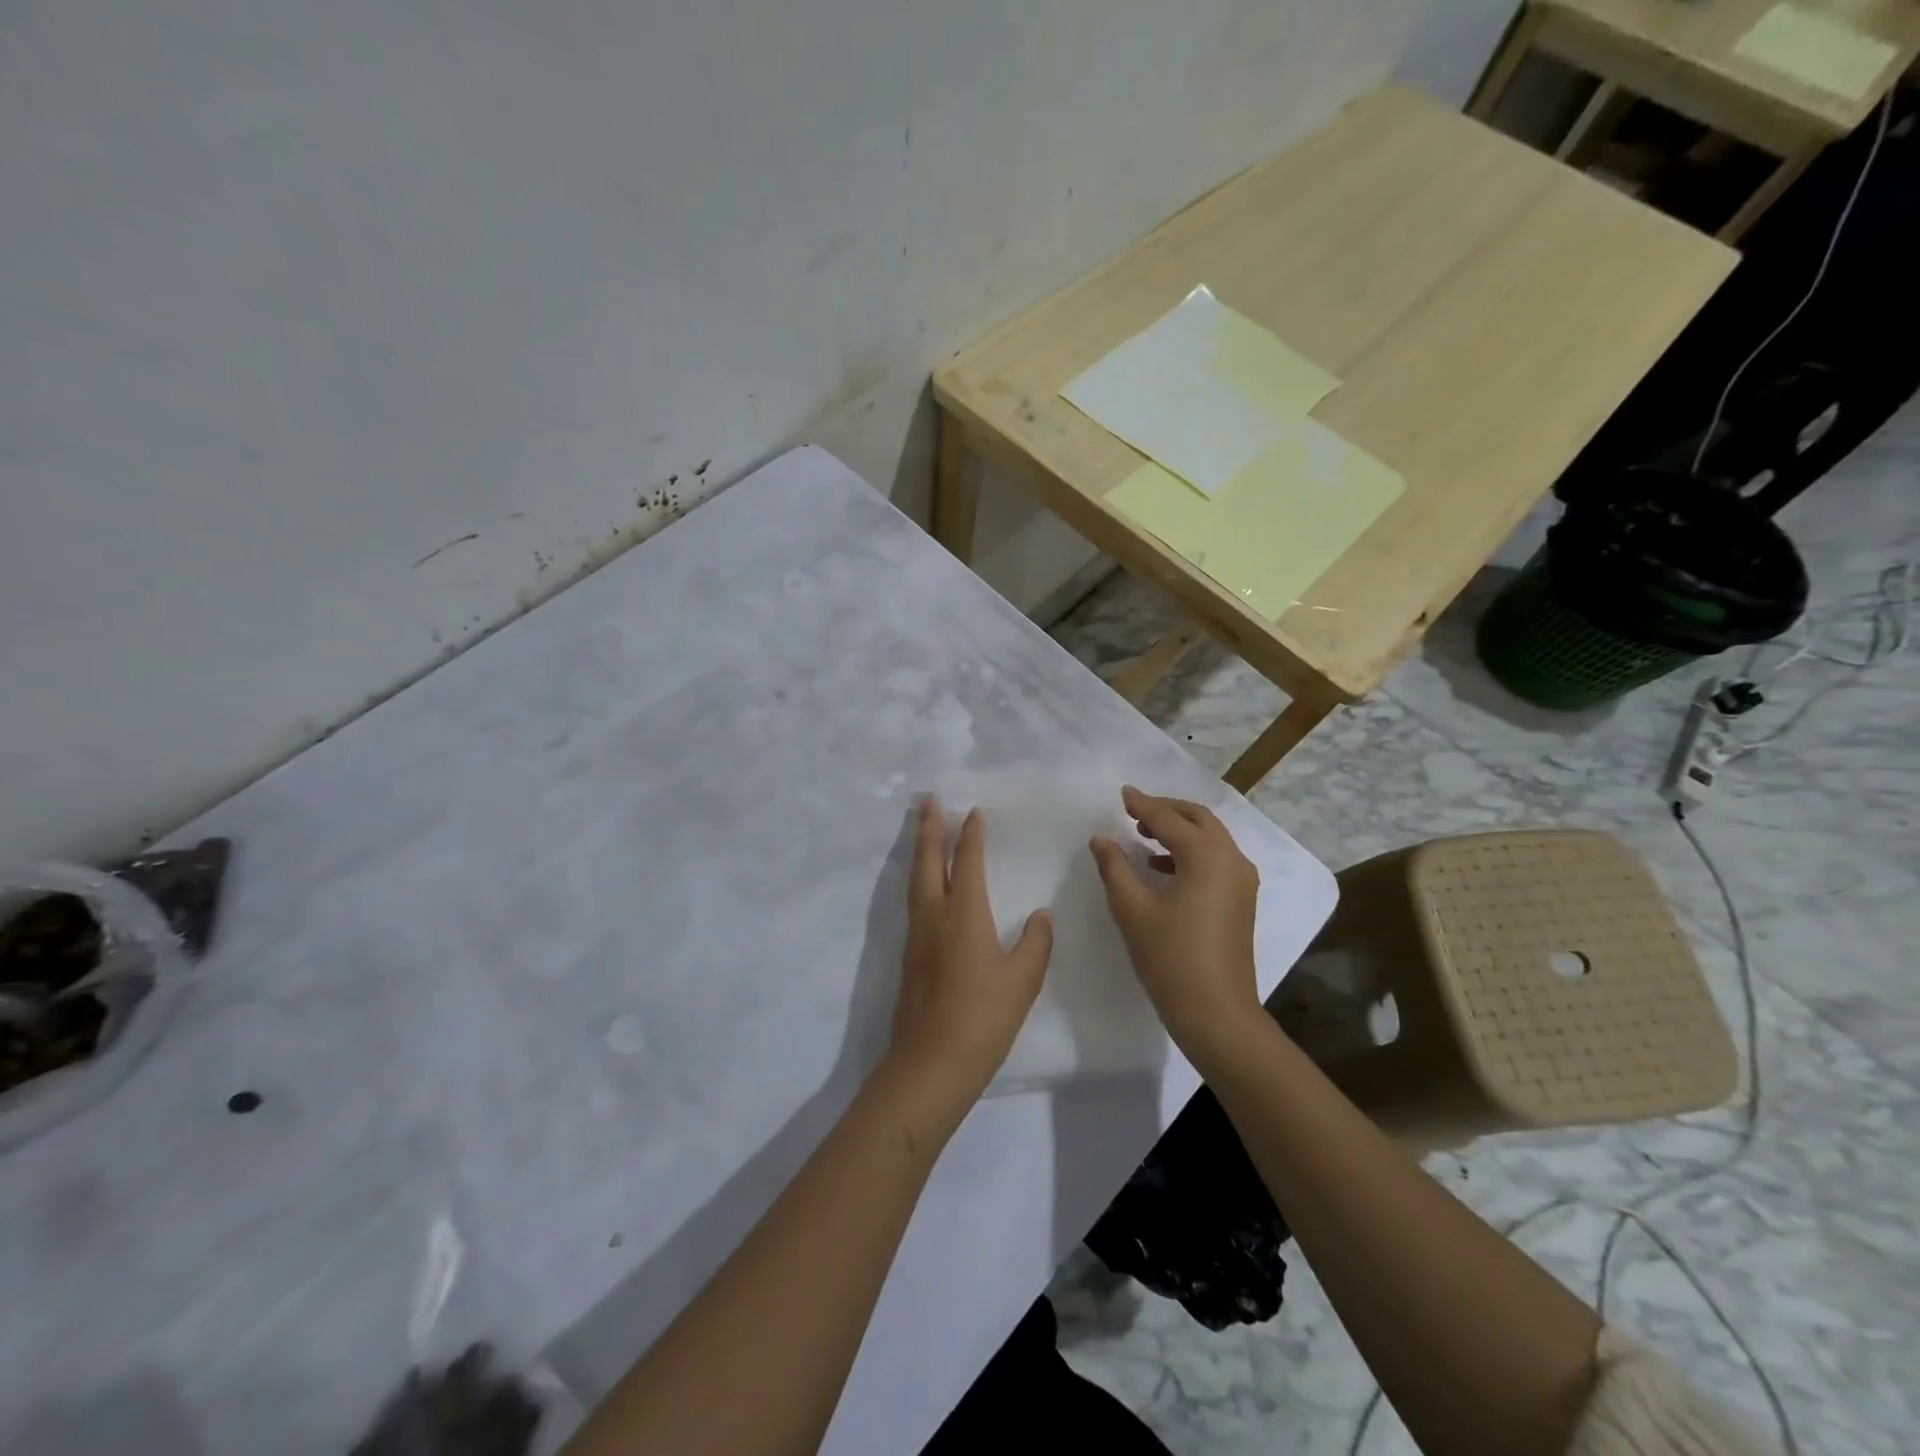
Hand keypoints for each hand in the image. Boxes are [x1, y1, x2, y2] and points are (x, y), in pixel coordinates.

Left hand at [884, 797, 1052, 1112]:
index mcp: (964, 915)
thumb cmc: (982, 1020)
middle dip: (928, 827)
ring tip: (922, 829)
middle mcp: (934, 915)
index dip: (970, 835)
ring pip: (914, 879)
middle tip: (927, 799)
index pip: (966, 862)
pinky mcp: (908, 955)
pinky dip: (918, 878)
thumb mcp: (1022, 982)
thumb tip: (1041, 914)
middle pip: (927, 860)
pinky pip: (912, 901)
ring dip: (918, 849)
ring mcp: (916, 935)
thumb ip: (1034, 942)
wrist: (929, 1064)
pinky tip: (925, 885)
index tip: (973, 811)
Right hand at [1089, 786, 1263, 1064]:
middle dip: (1167, 810)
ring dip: (1179, 830)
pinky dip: (1191, 852)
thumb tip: (1101, 839)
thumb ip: (1115, 867)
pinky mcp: (1242, 900)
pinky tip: (1162, 867)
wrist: (1217, 1014)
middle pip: (1199, 819)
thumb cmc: (1170, 959)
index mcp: (1207, 857)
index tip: (1122, 794)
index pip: (1170, 819)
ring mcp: (1242, 881)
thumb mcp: (1133, 910)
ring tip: (1143, 834)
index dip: (1143, 805)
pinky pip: (1216, 859)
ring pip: (1211, 838)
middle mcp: (1232, 860)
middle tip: (1134, 810)